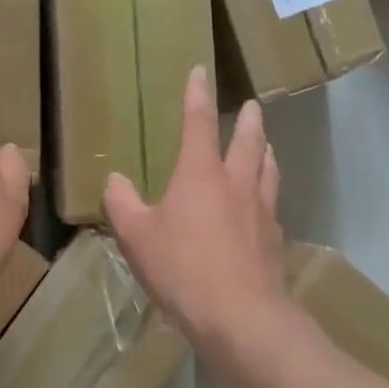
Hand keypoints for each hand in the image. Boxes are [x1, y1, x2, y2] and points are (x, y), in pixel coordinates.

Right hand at [104, 66, 288, 348]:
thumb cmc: (182, 269)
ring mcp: (261, 211)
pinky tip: (265, 206)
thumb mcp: (137, 237)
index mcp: (200, 174)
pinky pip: (273, 206)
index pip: (199, 123)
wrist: (240, 316)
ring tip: (266, 146)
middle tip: (252, 106)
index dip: (198, 95)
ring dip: (266, 152)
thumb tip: (114, 180)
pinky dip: (268, 195)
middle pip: (248, 141)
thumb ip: (122, 205)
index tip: (202, 71)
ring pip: (268, 170)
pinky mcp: (274, 240)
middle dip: (248, 120)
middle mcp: (236, 184)